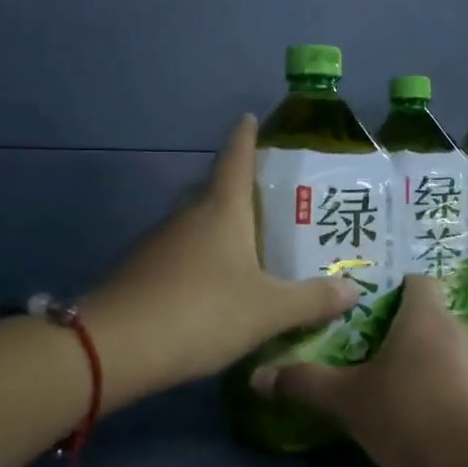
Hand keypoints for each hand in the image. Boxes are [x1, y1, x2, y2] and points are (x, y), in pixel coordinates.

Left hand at [87, 115, 358, 396]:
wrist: (113, 349)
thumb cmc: (201, 312)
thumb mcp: (268, 311)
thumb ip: (312, 300)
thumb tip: (354, 289)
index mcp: (221, 210)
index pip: (235, 157)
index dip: (245, 136)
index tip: (250, 117)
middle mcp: (188, 216)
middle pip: (216, 190)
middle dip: (242, 189)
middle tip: (276, 200)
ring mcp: (159, 243)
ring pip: (198, 224)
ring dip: (222, 228)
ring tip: (255, 246)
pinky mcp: (142, 271)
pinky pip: (182, 252)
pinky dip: (203, 258)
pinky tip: (218, 284)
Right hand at [250, 276, 467, 466]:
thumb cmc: (409, 415)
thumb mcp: (348, 401)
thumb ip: (307, 384)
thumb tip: (258, 375)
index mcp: (426, 317)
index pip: (417, 281)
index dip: (396, 288)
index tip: (371, 308)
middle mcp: (461, 330)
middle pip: (431, 317)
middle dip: (405, 333)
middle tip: (373, 354)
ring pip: (450, 351)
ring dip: (428, 365)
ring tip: (399, 391)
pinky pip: (467, 382)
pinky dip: (449, 392)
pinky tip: (429, 421)